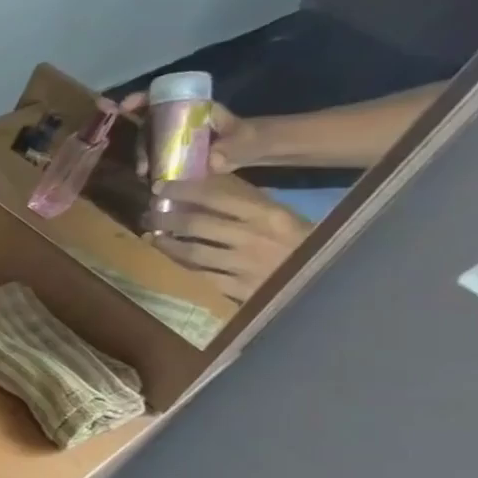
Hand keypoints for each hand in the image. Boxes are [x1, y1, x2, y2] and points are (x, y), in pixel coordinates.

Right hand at [118, 91, 259, 174]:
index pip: (162, 97)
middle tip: (142, 165)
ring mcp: (174, 136)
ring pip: (148, 142)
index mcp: (193, 108)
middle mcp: (178, 119)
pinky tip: (148, 179)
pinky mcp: (174, 151)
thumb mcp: (243, 141)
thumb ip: (231, 148)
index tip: (124, 107)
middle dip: (139, 142)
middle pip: (148, 124)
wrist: (251, 150)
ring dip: (142, 157)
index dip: (140, 99)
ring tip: (145, 175)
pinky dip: (147, 166)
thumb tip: (213, 160)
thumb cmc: (249, 139)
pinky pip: (154, 155)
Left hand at [142, 176, 310, 300]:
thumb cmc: (304, 245)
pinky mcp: (239, 290)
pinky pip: (200, 275)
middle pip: (197, 224)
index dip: (183, 190)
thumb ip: (248, 204)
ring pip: (192, 252)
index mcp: (268, 215)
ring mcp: (244, 265)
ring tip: (151, 236)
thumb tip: (207, 187)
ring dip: (166, 242)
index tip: (160, 187)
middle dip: (166, 217)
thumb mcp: (282, 218)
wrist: (330, 284)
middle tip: (147, 214)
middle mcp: (253, 238)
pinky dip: (180, 265)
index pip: (216, 197)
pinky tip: (168, 259)